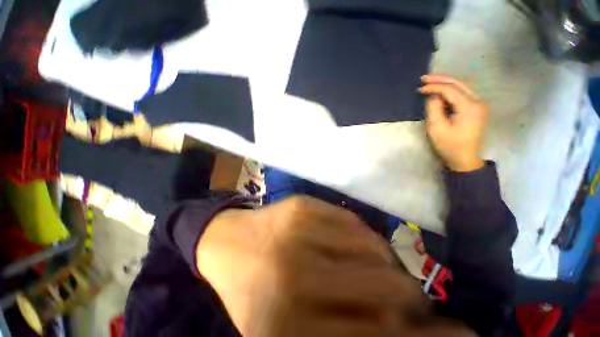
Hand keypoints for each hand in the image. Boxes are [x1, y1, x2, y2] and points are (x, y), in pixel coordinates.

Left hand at [196, 196, 427, 336]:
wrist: (231, 245)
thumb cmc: (259, 292)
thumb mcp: (295, 329)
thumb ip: (349, 329)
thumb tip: (406, 326)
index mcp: (288, 331)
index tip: (460, 333)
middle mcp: (294, 282)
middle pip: (388, 290)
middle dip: (412, 295)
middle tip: (413, 296)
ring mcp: (298, 235)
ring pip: (374, 249)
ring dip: (389, 261)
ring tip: (382, 265)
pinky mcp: (302, 206)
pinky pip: (353, 222)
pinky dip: (365, 235)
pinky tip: (356, 241)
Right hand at [419, 75, 487, 171]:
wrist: (464, 158)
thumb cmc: (449, 145)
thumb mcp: (436, 128)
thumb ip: (434, 109)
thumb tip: (433, 96)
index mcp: (470, 107)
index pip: (451, 90)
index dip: (434, 87)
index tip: (420, 89)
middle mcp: (478, 101)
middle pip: (459, 83)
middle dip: (441, 79)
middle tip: (424, 78)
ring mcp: (479, 104)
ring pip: (462, 86)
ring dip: (446, 83)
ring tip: (430, 81)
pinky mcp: (476, 108)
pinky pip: (463, 93)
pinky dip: (451, 90)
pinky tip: (441, 90)